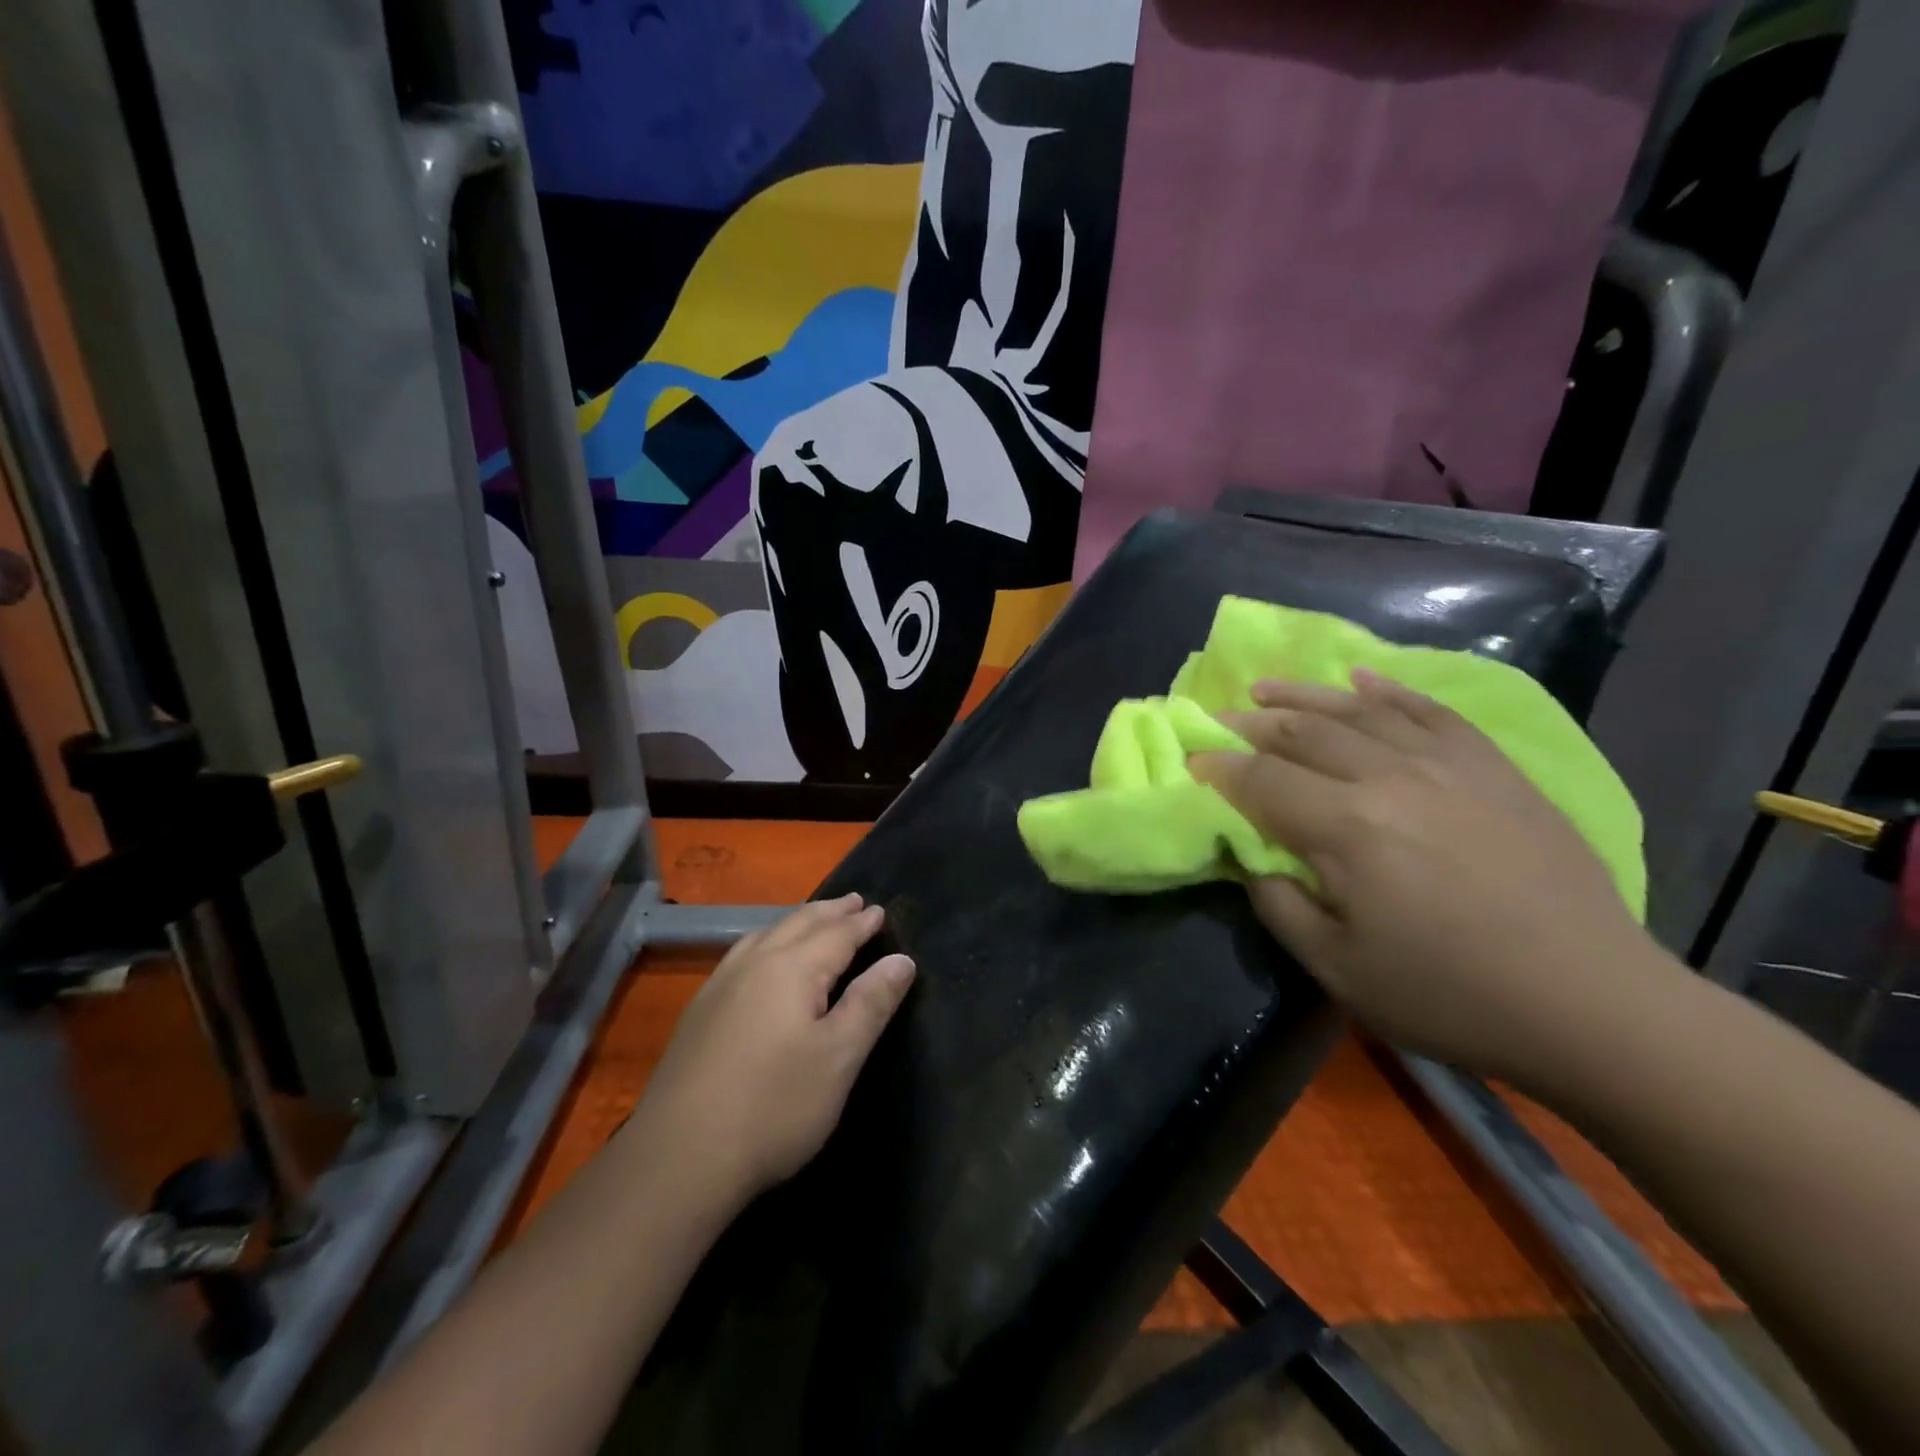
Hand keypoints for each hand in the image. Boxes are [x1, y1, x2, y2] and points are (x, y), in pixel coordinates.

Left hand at [627, 895, 914, 1202]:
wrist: (679, 1158)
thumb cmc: (774, 1106)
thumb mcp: (839, 1057)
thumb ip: (871, 1003)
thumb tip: (901, 959)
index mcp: (792, 968)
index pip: (836, 934)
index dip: (862, 923)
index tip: (880, 910)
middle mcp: (754, 963)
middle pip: (799, 924)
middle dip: (830, 912)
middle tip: (854, 901)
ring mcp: (720, 986)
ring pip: (765, 934)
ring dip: (797, 922)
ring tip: (814, 920)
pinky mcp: (699, 1012)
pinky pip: (742, 954)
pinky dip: (767, 940)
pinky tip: (761, 958)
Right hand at [1194, 670, 1666, 1085]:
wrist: (1590, 1002)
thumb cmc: (1448, 994)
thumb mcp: (1337, 968)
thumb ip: (1279, 904)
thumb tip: (1252, 859)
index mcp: (1346, 828)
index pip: (1261, 780)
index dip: (1219, 769)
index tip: (1194, 762)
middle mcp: (1390, 778)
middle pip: (1304, 734)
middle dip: (1252, 725)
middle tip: (1221, 721)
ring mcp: (1448, 765)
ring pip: (1359, 711)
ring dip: (1305, 696)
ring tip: (1267, 688)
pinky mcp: (1493, 768)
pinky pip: (1431, 711)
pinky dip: (1390, 691)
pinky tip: (1361, 679)